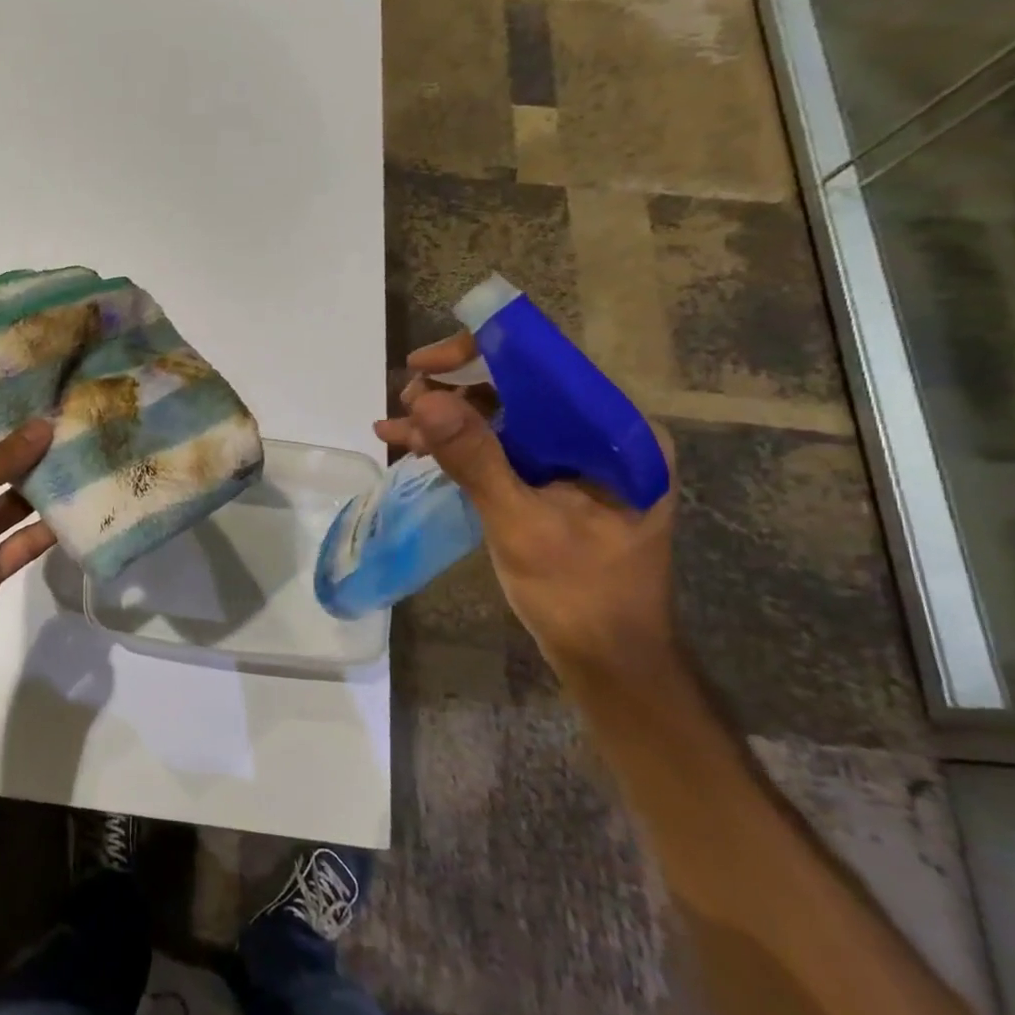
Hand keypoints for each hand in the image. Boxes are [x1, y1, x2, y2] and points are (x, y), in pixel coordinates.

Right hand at [377, 332, 678, 680]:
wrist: (607, 660)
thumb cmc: (580, 595)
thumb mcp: (521, 524)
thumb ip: (476, 459)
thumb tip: (424, 400)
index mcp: (619, 435)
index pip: (549, 368)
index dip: (484, 354)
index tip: (425, 364)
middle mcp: (601, 436)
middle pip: (521, 388)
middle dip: (456, 390)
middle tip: (405, 401)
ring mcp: (575, 460)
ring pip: (504, 416)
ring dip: (446, 418)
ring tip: (395, 426)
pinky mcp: (551, 481)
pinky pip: (500, 447)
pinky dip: (456, 446)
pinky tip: (411, 447)